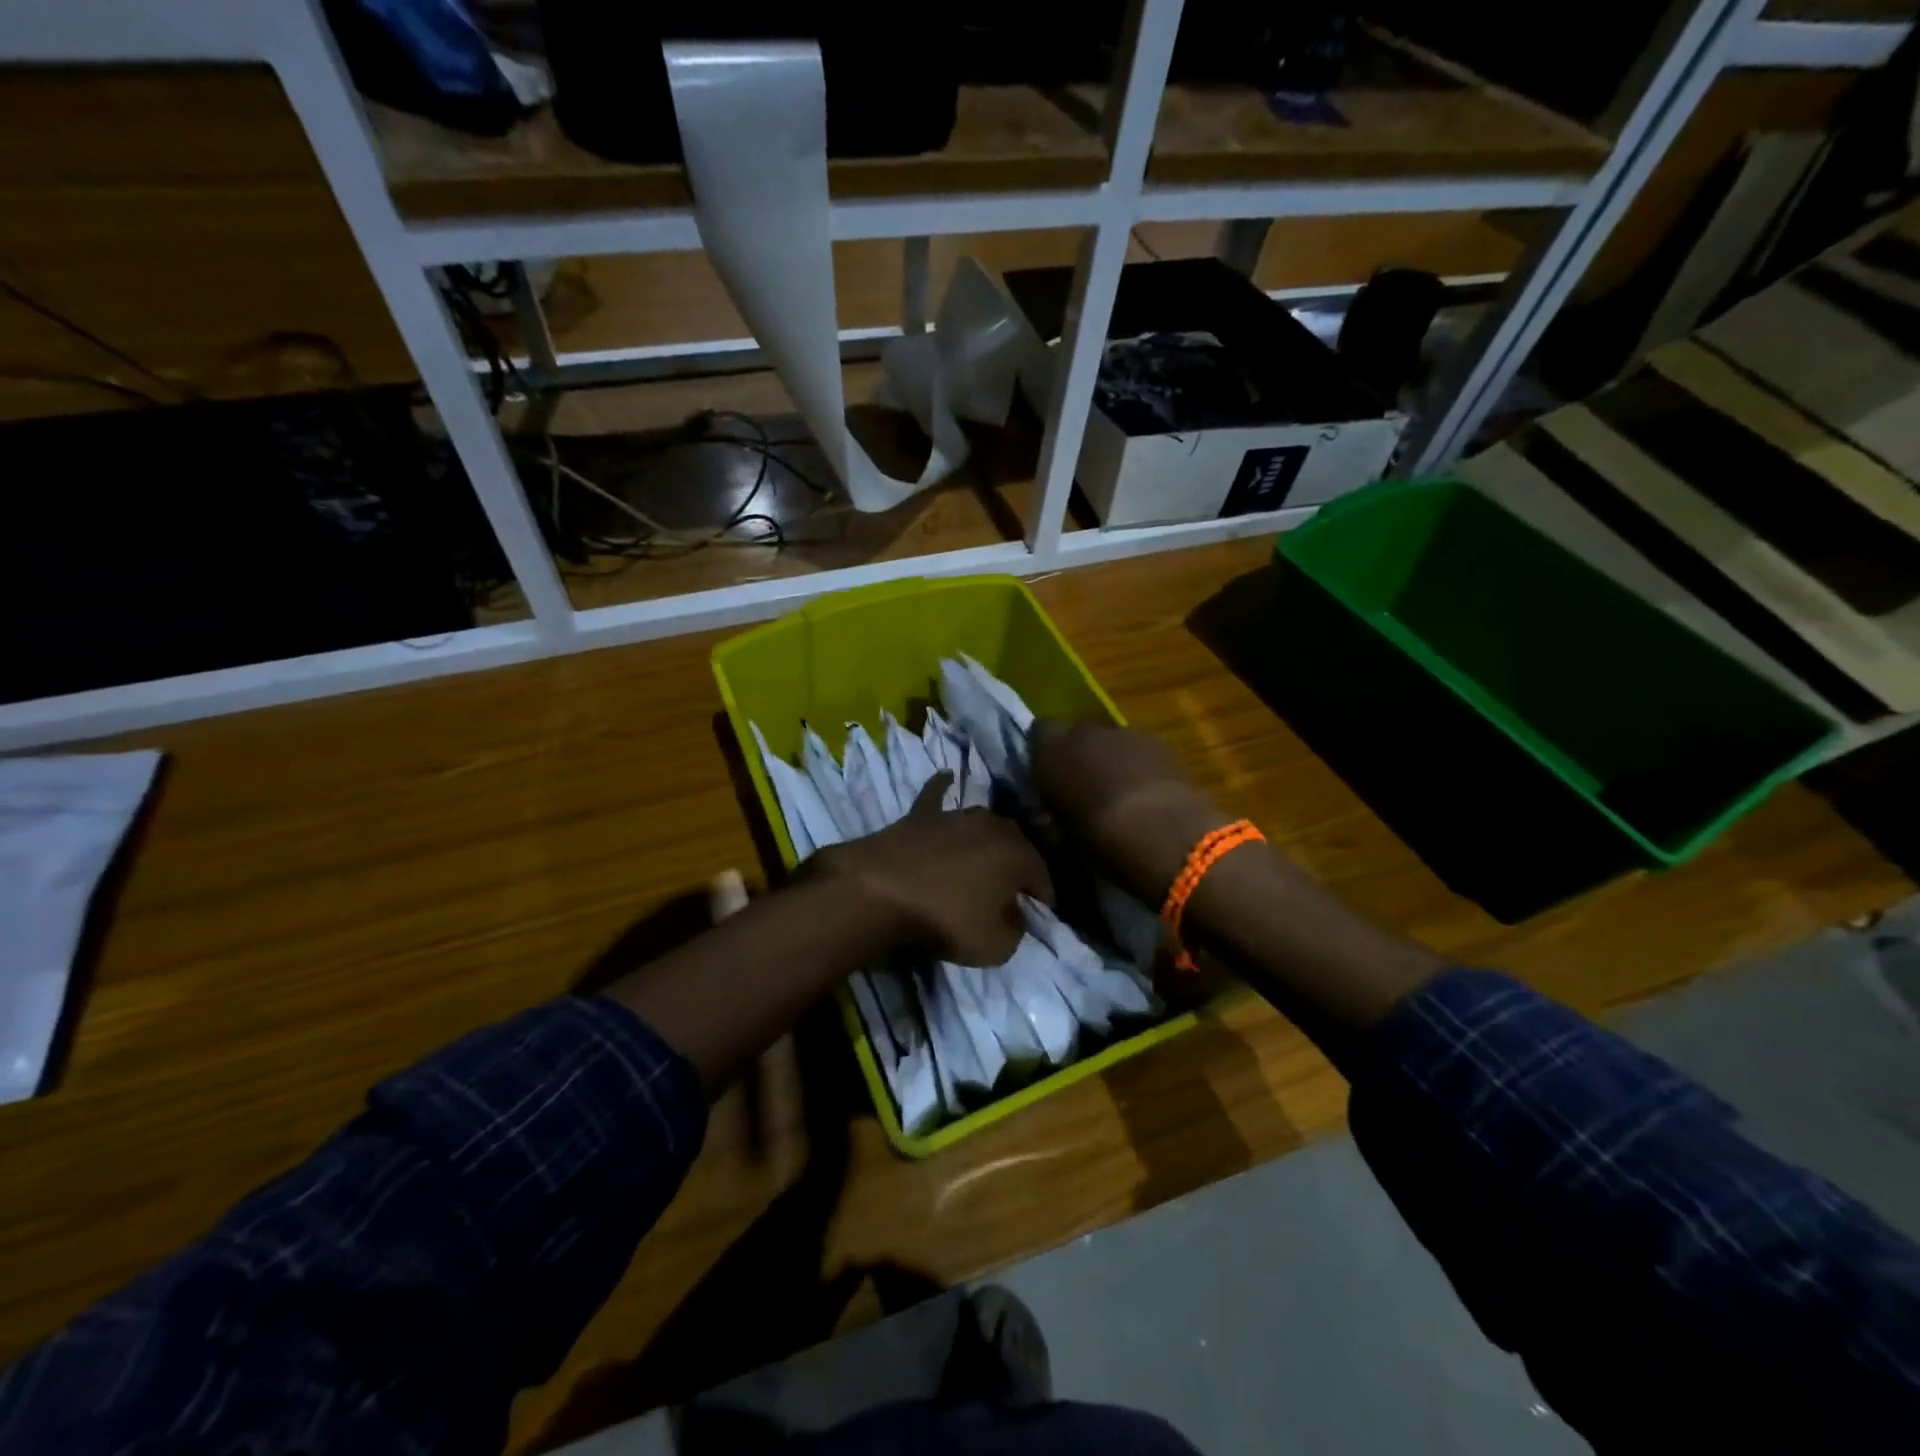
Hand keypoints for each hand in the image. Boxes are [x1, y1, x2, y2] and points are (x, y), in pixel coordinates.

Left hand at [811, 774, 1052, 966]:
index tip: (1041, 915)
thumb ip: (1015, 929)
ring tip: (987, 857)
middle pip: (1016, 845)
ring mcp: (955, 817)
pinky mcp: (920, 815)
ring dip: (989, 839)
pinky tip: (947, 776)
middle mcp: (992, 827)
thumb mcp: (995, 946)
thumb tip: (1015, 914)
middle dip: (1020, 865)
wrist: (879, 891)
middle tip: (1013, 890)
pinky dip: (942, 787)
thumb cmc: (945, 921)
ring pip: (983, 823)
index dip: (1044, 898)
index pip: (1042, 876)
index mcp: (1017, 855)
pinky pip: (936, 795)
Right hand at [1029, 719, 1234, 903]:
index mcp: (1050, 750)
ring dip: (1111, 758)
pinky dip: (1138, 764)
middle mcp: (1082, 732)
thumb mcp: (1061, 835)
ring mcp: (1122, 732)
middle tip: (1084, 786)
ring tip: (1119, 793)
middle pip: (1077, 734)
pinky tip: (1146, 792)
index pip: (1038, 732)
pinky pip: (1138, 749)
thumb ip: (1050, 818)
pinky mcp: (1157, 741)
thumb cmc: (1097, 837)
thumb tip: (1047, 820)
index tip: (1049, 775)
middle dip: (1079, 754)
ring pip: (1109, 740)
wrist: (1160, 831)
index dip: (1045, 751)